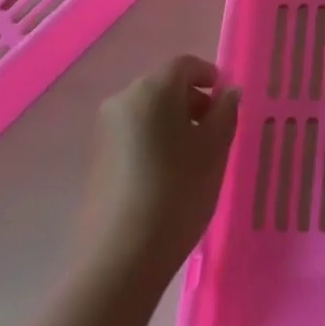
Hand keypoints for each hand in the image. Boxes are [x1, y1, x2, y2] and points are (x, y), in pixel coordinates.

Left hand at [78, 55, 240, 283]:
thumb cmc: (177, 192)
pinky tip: (167, 175)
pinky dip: (153, 142)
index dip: (210, 77)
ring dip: (173, 123)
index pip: (186, 65)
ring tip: (193, 157)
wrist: (120, 260)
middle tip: (215, 131)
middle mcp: (123, 100)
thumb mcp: (214, 149)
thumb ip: (225, 112)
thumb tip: (228, 93)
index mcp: (152, 88)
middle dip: (192, 102)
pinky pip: (133, 135)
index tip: (227, 101)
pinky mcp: (96, 160)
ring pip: (148, 112)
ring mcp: (105, 131)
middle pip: (164, 86)